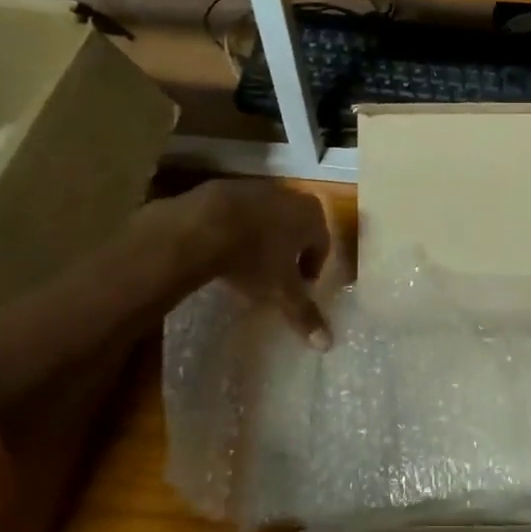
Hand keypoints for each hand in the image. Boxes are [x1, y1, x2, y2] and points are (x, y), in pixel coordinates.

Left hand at [175, 180, 333, 346]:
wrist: (203, 225)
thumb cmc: (255, 258)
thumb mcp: (281, 291)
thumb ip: (304, 314)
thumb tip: (327, 344)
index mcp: (312, 217)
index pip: (322, 245)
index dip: (312, 269)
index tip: (298, 288)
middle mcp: (292, 197)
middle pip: (298, 228)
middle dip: (290, 251)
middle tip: (275, 276)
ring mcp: (260, 189)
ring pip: (270, 218)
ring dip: (265, 238)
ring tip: (248, 263)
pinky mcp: (229, 187)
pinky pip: (242, 212)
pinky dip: (240, 227)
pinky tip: (225, 247)